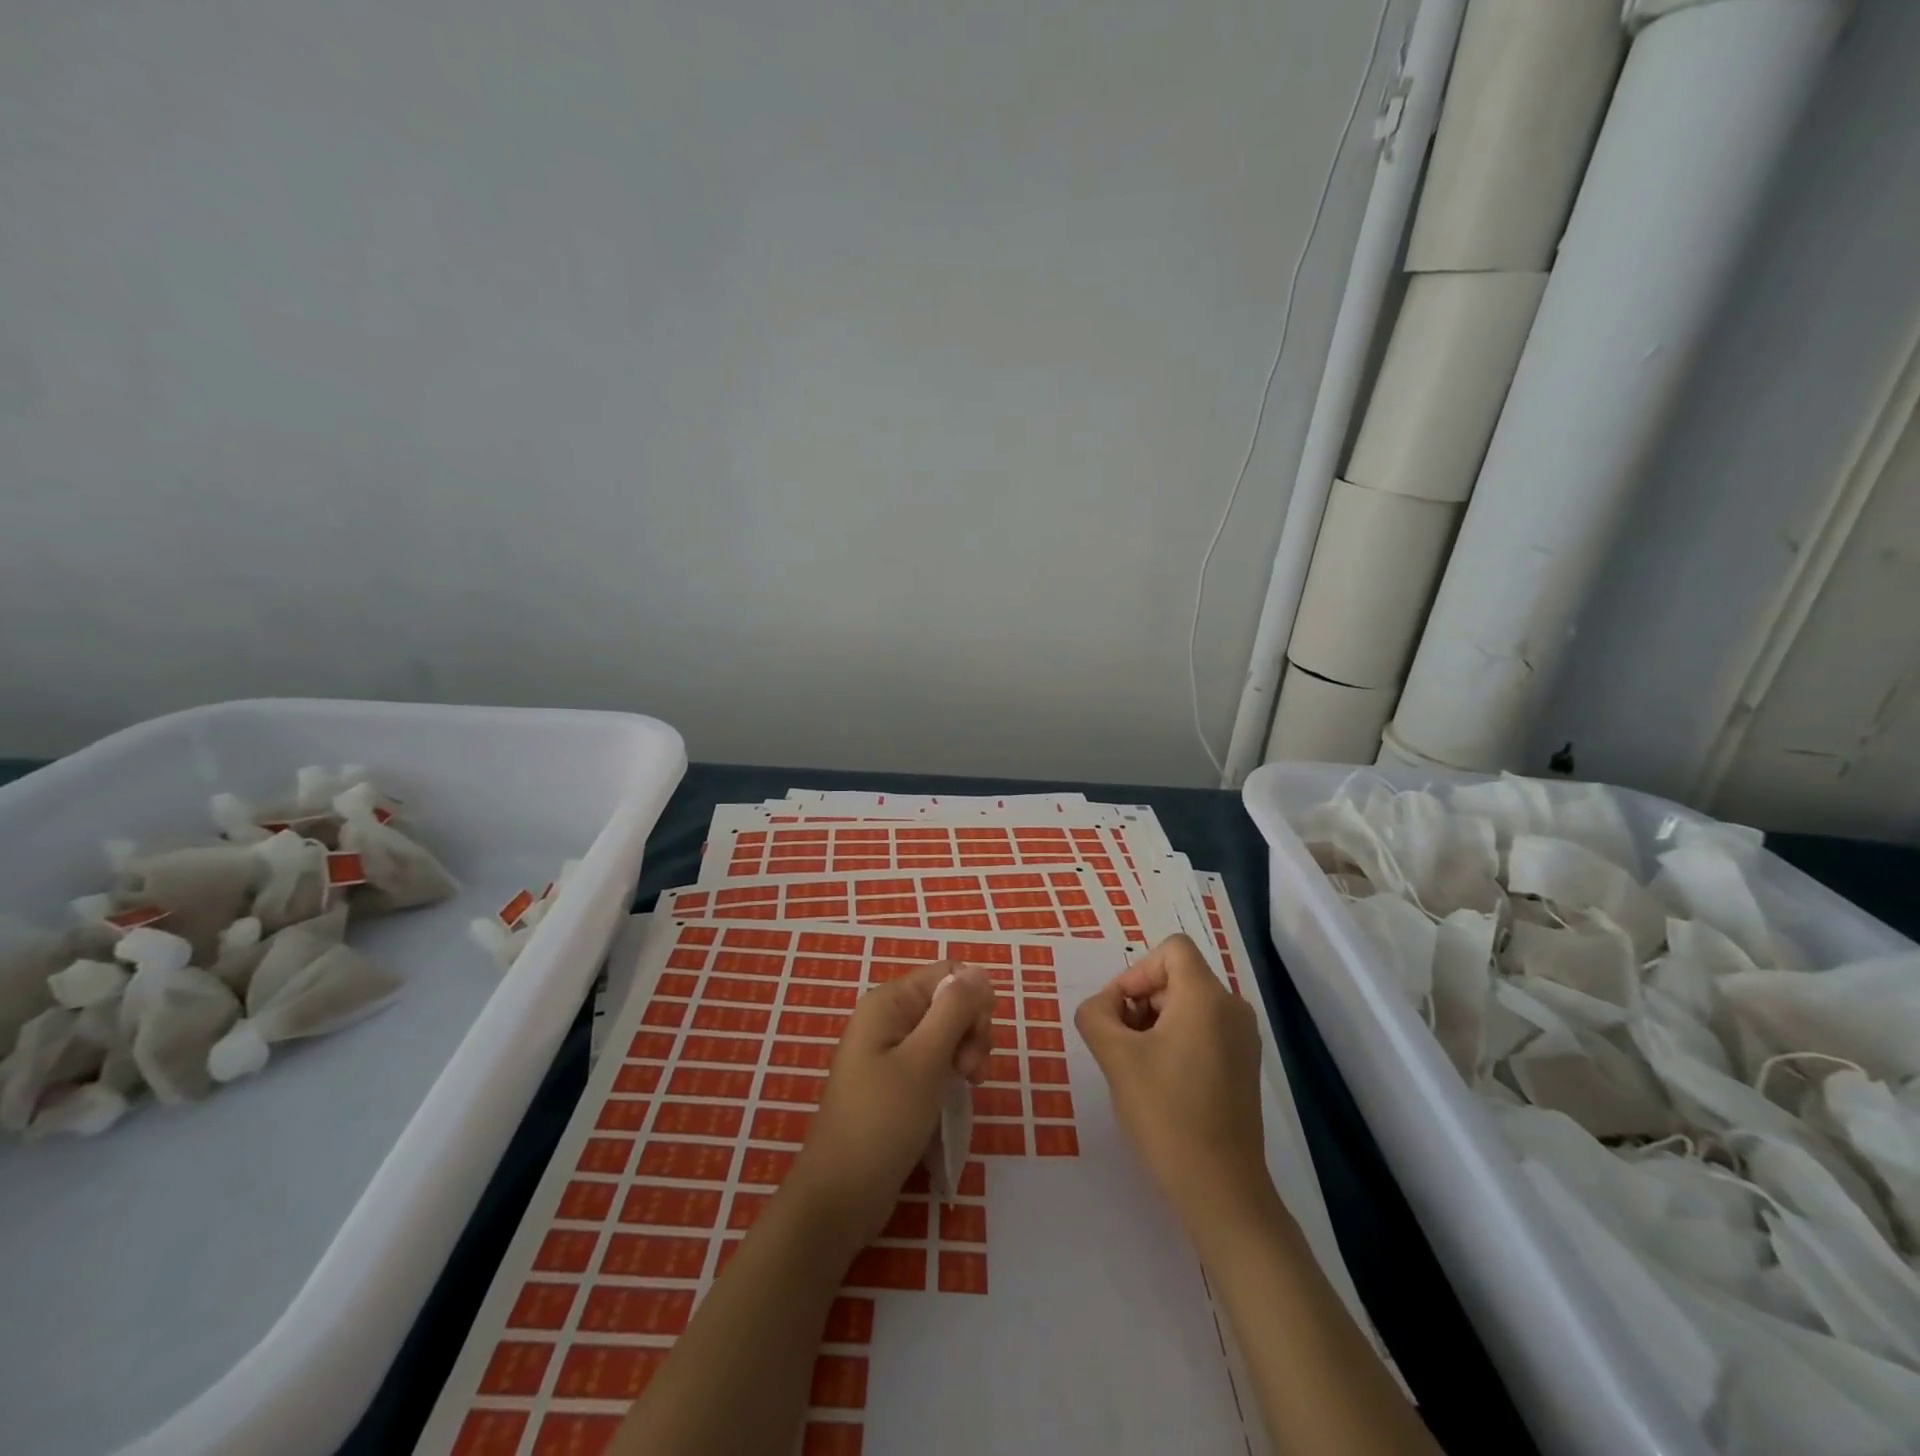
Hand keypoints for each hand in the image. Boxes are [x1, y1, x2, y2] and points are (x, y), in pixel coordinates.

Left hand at [787, 961, 994, 1242]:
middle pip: (949, 1001)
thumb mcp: (926, 1060)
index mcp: (889, 1001)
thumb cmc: (883, 1122)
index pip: (949, 974)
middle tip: (971, 1073)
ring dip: (965, 1053)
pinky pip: (933, 1056)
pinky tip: (955, 1092)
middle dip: (971, 1030)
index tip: (978, 1042)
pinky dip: (950, 1070)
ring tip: (966, 1086)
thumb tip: (980, 971)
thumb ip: (955, 1010)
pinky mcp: (894, 1078)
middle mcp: (888, 1016)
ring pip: (946, 1030)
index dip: (973, 1002)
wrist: (841, 1195)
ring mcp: (889, 1048)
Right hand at [1075, 934, 1271, 1234]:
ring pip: (1187, 1004)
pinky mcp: (1243, 1066)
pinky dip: (1175, 1040)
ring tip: (1135, 1065)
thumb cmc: (1166, 1113)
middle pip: (1177, 976)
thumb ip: (1096, 1014)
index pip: (1171, 949)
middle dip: (1140, 1000)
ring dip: (1153, 1022)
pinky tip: (1159, 1081)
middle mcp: (1232, 1008)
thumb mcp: (1115, 1057)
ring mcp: (1243, 1039)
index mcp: (1207, 997)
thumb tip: (1104, 1007)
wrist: (1221, 1190)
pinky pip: (1203, 1030)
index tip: (1119, 1013)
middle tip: (1118, 1043)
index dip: (1136, 971)